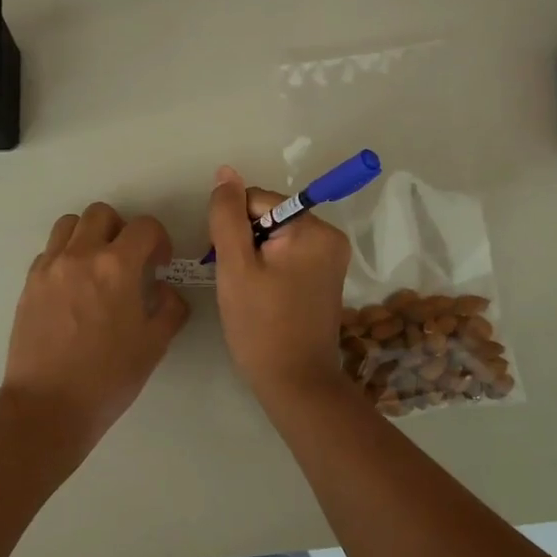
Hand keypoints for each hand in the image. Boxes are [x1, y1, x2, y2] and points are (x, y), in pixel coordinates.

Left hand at [0, 202, 189, 467]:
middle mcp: (81, 255)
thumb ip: (170, 308)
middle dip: (121, 230)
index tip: (159, 264)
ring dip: (89, 235)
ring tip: (96, 266)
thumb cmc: (108, 378)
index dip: (158, 240)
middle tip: (128, 261)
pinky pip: (49, 251)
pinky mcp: (29, 283)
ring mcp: (49, 267)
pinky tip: (73, 287)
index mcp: (117, 267)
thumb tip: (166, 289)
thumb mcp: (154, 346)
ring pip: (69, 224)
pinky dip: (65, 256)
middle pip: (102, 214)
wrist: (48, 406)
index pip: (144, 226)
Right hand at [207, 165, 352, 401]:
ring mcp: (330, 259)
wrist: (295, 383)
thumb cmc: (261, 325)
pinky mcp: (325, 278)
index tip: (228, 264)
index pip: (257, 200)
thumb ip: (227, 216)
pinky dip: (268, 268)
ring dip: (253, 256)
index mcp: (314, 229)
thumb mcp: (235, 266)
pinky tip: (260, 296)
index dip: (233, 227)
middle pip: (269, 216)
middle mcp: (330, 237)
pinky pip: (288, 256)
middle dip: (245, 242)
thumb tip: (226, 172)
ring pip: (275, 237)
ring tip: (246, 291)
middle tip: (236, 281)